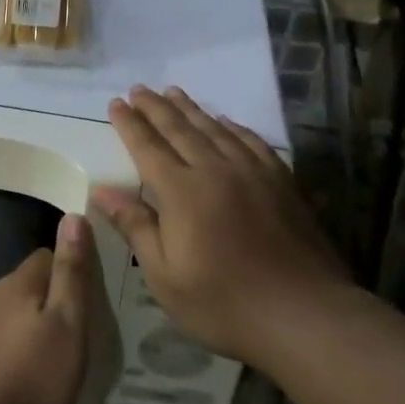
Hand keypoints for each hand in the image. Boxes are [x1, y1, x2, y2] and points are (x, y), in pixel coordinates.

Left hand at [0, 213, 92, 403]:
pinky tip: (23, 375)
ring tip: (52, 356)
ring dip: (30, 325)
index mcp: (16, 284)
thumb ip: (71, 272)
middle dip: (51, 299)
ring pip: (10, 313)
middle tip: (76, 331)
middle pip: (27, 284)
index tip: (89, 298)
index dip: (70, 270)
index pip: (46, 256)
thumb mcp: (67, 324)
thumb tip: (73, 216)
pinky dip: (13, 349)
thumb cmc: (32, 378)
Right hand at [93, 86, 354, 369]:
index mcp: (182, 192)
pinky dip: (233, 126)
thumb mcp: (165, 276)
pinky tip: (226, 121)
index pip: (148, 147)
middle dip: (156, 107)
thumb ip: (135, 226)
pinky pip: (252, 141)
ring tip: (173, 92)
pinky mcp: (281, 181)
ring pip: (215, 129)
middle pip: (180, 129)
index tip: (116, 103)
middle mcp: (215, 170)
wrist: (303, 314)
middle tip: (139, 89)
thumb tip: (101, 190)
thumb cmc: (223, 302)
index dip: (129, 124)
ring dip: (191, 109)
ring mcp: (253, 172)